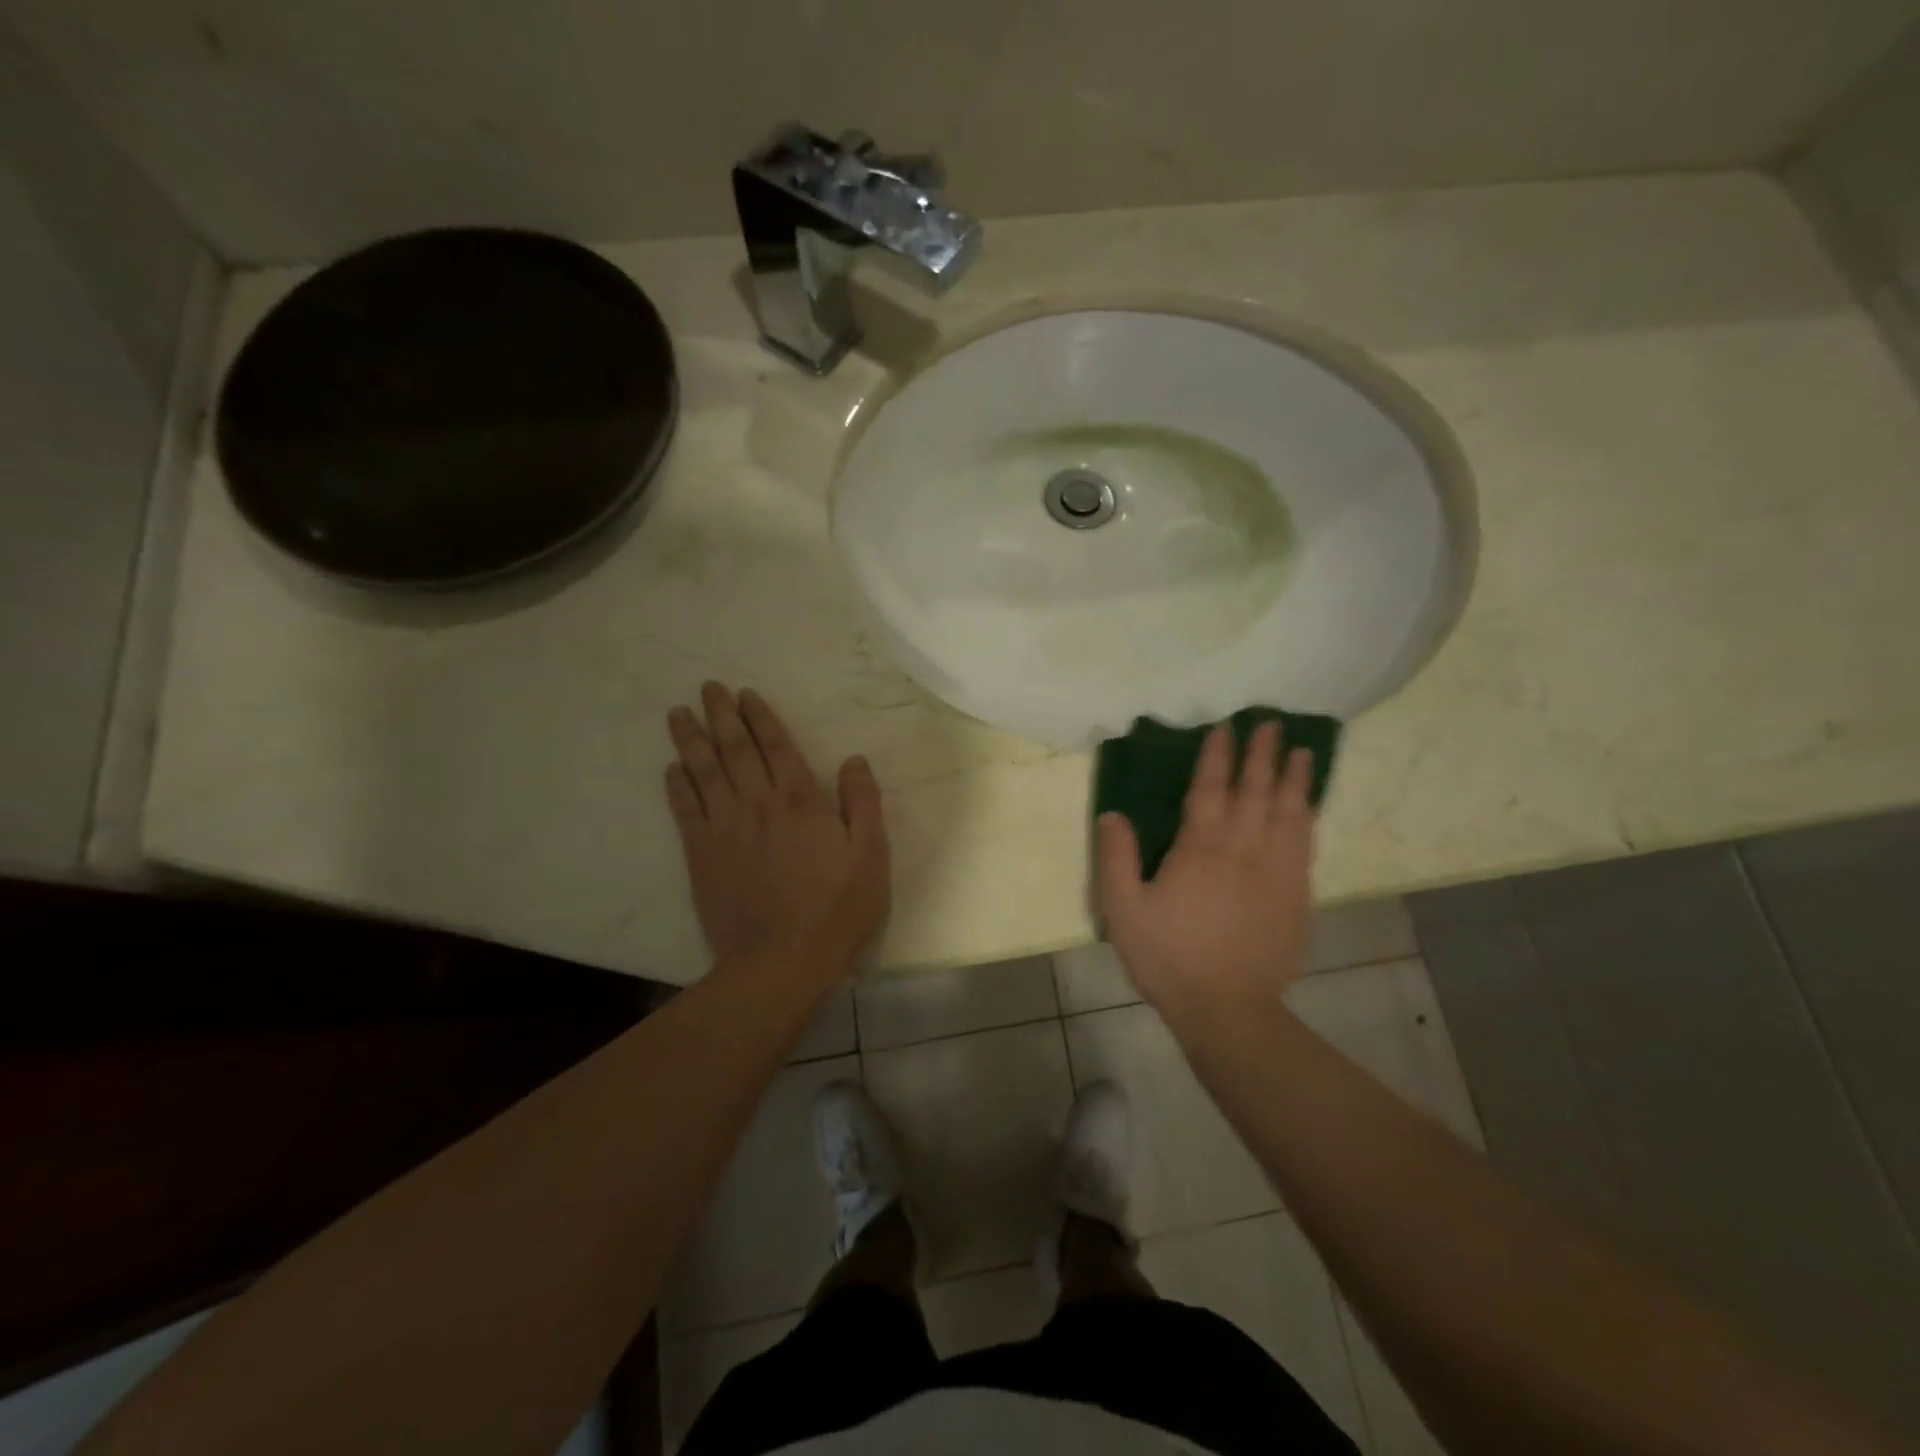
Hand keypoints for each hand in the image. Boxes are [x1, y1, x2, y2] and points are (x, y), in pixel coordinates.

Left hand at [665, 683, 889, 974]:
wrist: (782, 959)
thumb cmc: (836, 908)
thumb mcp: (871, 854)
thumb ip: (863, 802)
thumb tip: (854, 759)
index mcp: (800, 800)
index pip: (776, 746)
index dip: (760, 717)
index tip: (745, 693)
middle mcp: (759, 803)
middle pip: (735, 749)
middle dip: (721, 715)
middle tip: (707, 688)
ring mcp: (725, 828)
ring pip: (704, 772)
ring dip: (691, 739)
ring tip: (678, 714)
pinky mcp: (701, 855)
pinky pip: (685, 810)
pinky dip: (677, 786)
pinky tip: (671, 768)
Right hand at [1097, 720, 1315, 1020]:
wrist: (1228, 1009)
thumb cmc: (1169, 957)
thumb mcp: (1123, 910)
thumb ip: (1115, 858)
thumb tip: (1113, 814)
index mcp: (1200, 848)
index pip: (1210, 789)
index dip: (1216, 756)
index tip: (1224, 727)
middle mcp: (1243, 849)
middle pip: (1255, 791)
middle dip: (1261, 755)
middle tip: (1271, 723)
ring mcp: (1276, 871)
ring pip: (1288, 813)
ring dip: (1293, 779)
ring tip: (1301, 751)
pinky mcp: (1297, 895)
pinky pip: (1305, 844)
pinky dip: (1308, 817)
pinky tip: (1309, 806)